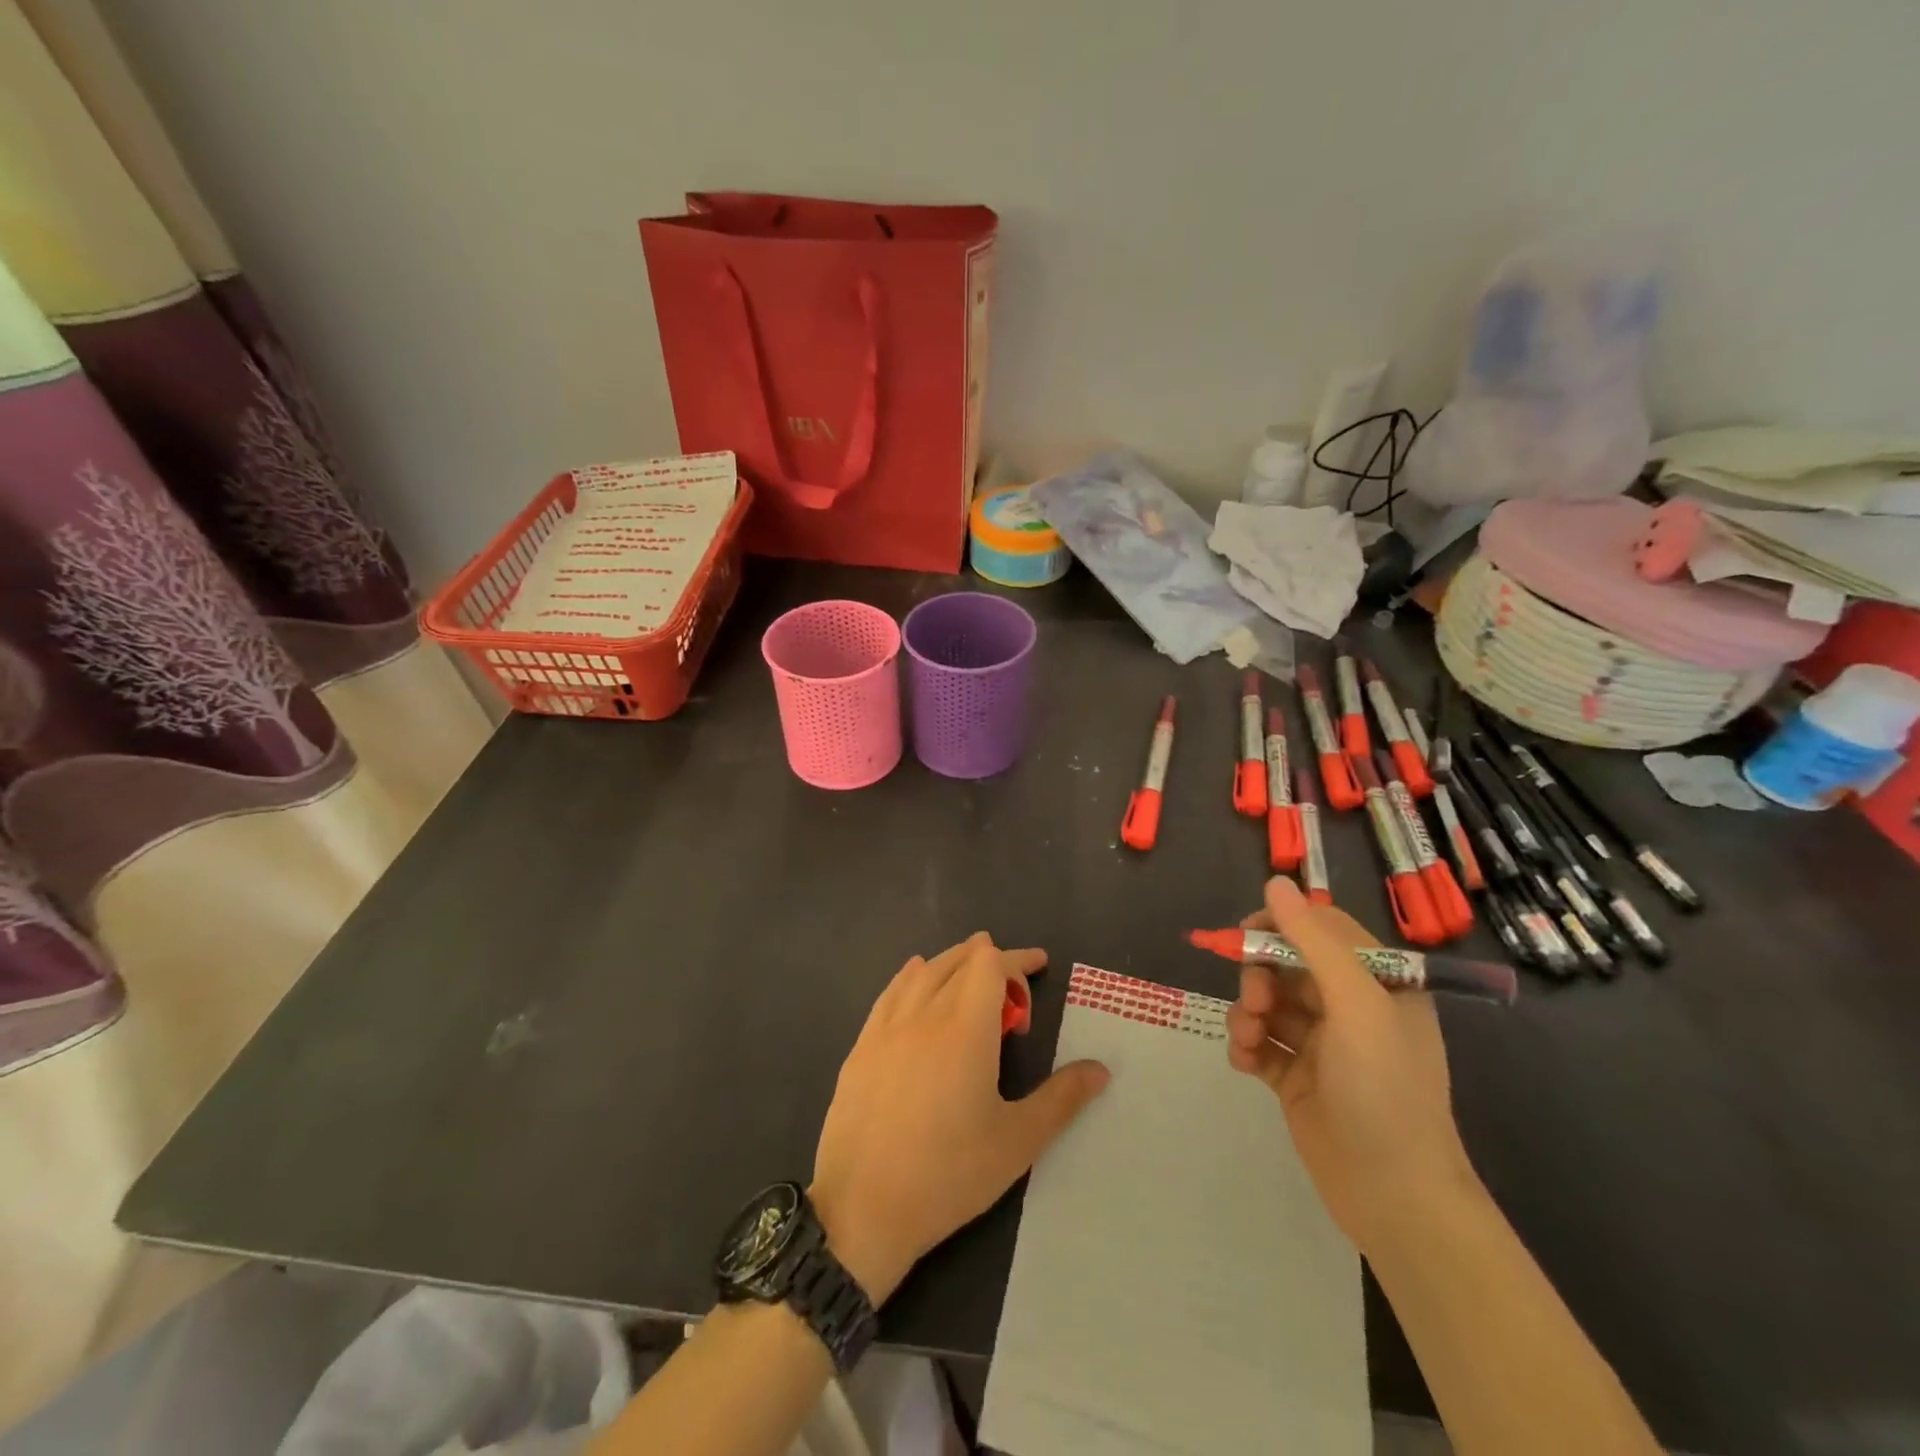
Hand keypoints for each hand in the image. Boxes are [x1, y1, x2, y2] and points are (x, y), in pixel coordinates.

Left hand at [810, 933, 1109, 1304]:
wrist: (861, 1209)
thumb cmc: (948, 1175)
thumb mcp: (1018, 1142)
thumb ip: (1062, 1099)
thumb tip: (1100, 1069)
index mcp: (965, 1028)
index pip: (990, 965)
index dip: (1017, 960)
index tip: (1038, 970)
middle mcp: (924, 1014)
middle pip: (958, 961)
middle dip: (989, 959)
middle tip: (1012, 983)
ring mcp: (886, 1028)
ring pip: (923, 971)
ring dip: (952, 962)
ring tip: (970, 973)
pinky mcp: (861, 1046)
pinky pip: (891, 991)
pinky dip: (912, 976)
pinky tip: (915, 978)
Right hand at [1226, 877, 1479, 1253]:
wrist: (1394, 1196)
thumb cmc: (1384, 1089)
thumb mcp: (1355, 1004)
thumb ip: (1313, 940)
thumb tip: (1275, 882)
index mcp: (1379, 982)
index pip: (1322, 928)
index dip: (1280, 926)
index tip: (1244, 936)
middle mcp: (1351, 1008)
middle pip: (1286, 965)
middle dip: (1260, 977)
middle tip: (1256, 1003)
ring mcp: (1323, 1045)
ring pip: (1268, 1004)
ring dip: (1248, 1014)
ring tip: (1250, 1041)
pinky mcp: (1298, 1078)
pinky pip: (1261, 1044)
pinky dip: (1247, 1047)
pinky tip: (1248, 1064)